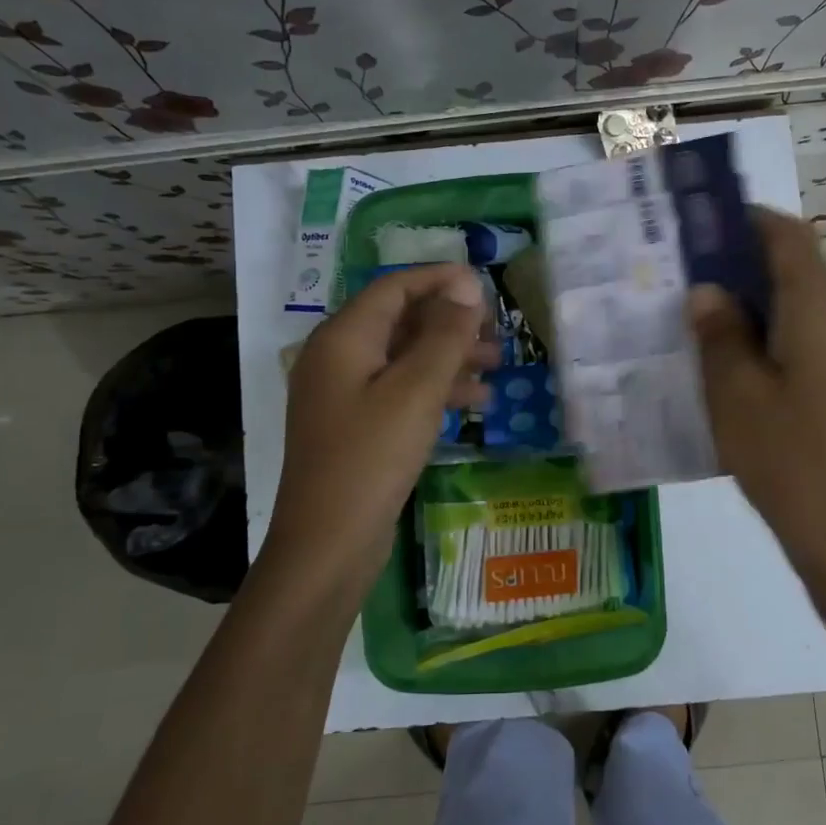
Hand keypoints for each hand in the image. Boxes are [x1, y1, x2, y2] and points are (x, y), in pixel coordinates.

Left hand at [268, 265, 494, 584]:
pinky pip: (400, 391)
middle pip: (400, 320)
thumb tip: (467, 284)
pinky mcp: (356, 425)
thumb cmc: (371, 458)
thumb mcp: (416, 391)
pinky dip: (436, 390)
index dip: (440, 279)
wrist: (328, 544)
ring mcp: (344, 394)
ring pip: (404, 357)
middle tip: (497, 330)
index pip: (394, 287)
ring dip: (449, 357)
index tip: (485, 283)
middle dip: (450, 322)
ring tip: (497, 365)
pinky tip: (475, 404)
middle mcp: (338, 358)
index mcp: (343, 338)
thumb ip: (445, 334)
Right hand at [689, 209, 825, 597]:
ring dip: (766, 311)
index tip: (706, 225)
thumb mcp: (736, 396)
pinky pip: (825, 347)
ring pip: (813, 313)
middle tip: (693, 286)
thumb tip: (709, 293)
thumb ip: (720, 335)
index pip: (790, 237)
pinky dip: (786, 343)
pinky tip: (749, 377)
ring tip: (713, 333)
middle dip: (748, 272)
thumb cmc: (790, 461)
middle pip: (803, 274)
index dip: (748, 221)